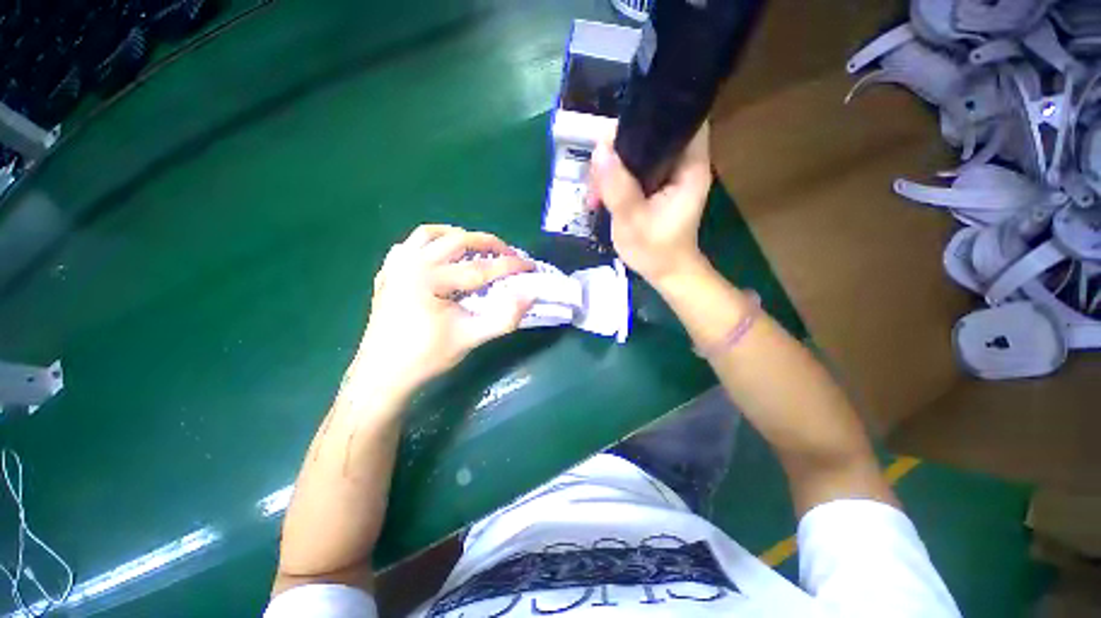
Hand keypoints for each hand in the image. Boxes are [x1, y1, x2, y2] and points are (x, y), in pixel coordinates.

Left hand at [355, 225, 533, 395]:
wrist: (382, 375)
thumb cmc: (426, 357)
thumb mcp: (470, 338)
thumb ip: (504, 318)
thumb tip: (529, 295)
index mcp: (430, 279)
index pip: (480, 268)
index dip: (509, 265)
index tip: (530, 265)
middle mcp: (411, 263)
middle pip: (457, 240)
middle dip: (488, 243)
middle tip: (508, 254)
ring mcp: (395, 265)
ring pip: (430, 233)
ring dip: (458, 236)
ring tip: (476, 248)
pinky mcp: (388, 273)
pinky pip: (411, 245)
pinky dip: (431, 244)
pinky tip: (440, 257)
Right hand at [588, 122, 712, 285]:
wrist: (665, 272)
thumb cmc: (656, 251)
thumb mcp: (633, 222)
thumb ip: (618, 187)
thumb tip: (599, 150)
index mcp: (689, 166)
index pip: (680, 119)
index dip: (652, 112)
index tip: (619, 127)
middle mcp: (682, 163)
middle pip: (652, 133)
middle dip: (620, 145)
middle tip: (597, 168)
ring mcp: (668, 174)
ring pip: (638, 152)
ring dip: (612, 165)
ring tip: (595, 189)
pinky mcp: (655, 185)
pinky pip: (632, 169)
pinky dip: (615, 177)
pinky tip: (600, 193)